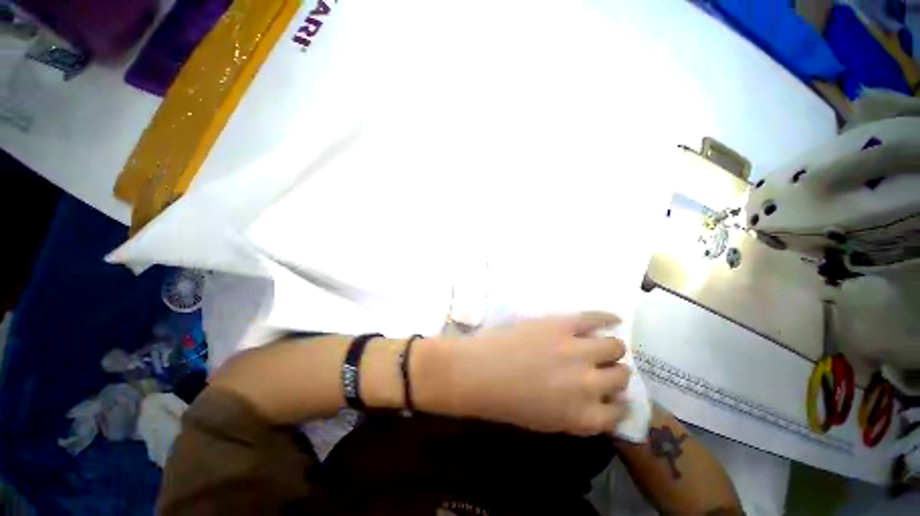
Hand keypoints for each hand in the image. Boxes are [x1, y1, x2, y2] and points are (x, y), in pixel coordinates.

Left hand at [419, 312, 630, 435]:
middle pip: (621, 376)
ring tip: (600, 345)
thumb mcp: (548, 421)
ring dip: (611, 349)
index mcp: (584, 416)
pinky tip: (613, 319)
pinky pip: (595, 318)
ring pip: (614, 347)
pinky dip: (608, 319)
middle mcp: (590, 384)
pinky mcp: (562, 325)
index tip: (612, 396)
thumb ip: (578, 414)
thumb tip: (597, 401)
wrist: (480, 371)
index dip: (617, 403)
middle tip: (600, 366)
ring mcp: (577, 350)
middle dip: (613, 373)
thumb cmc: (506, 400)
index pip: (619, 413)